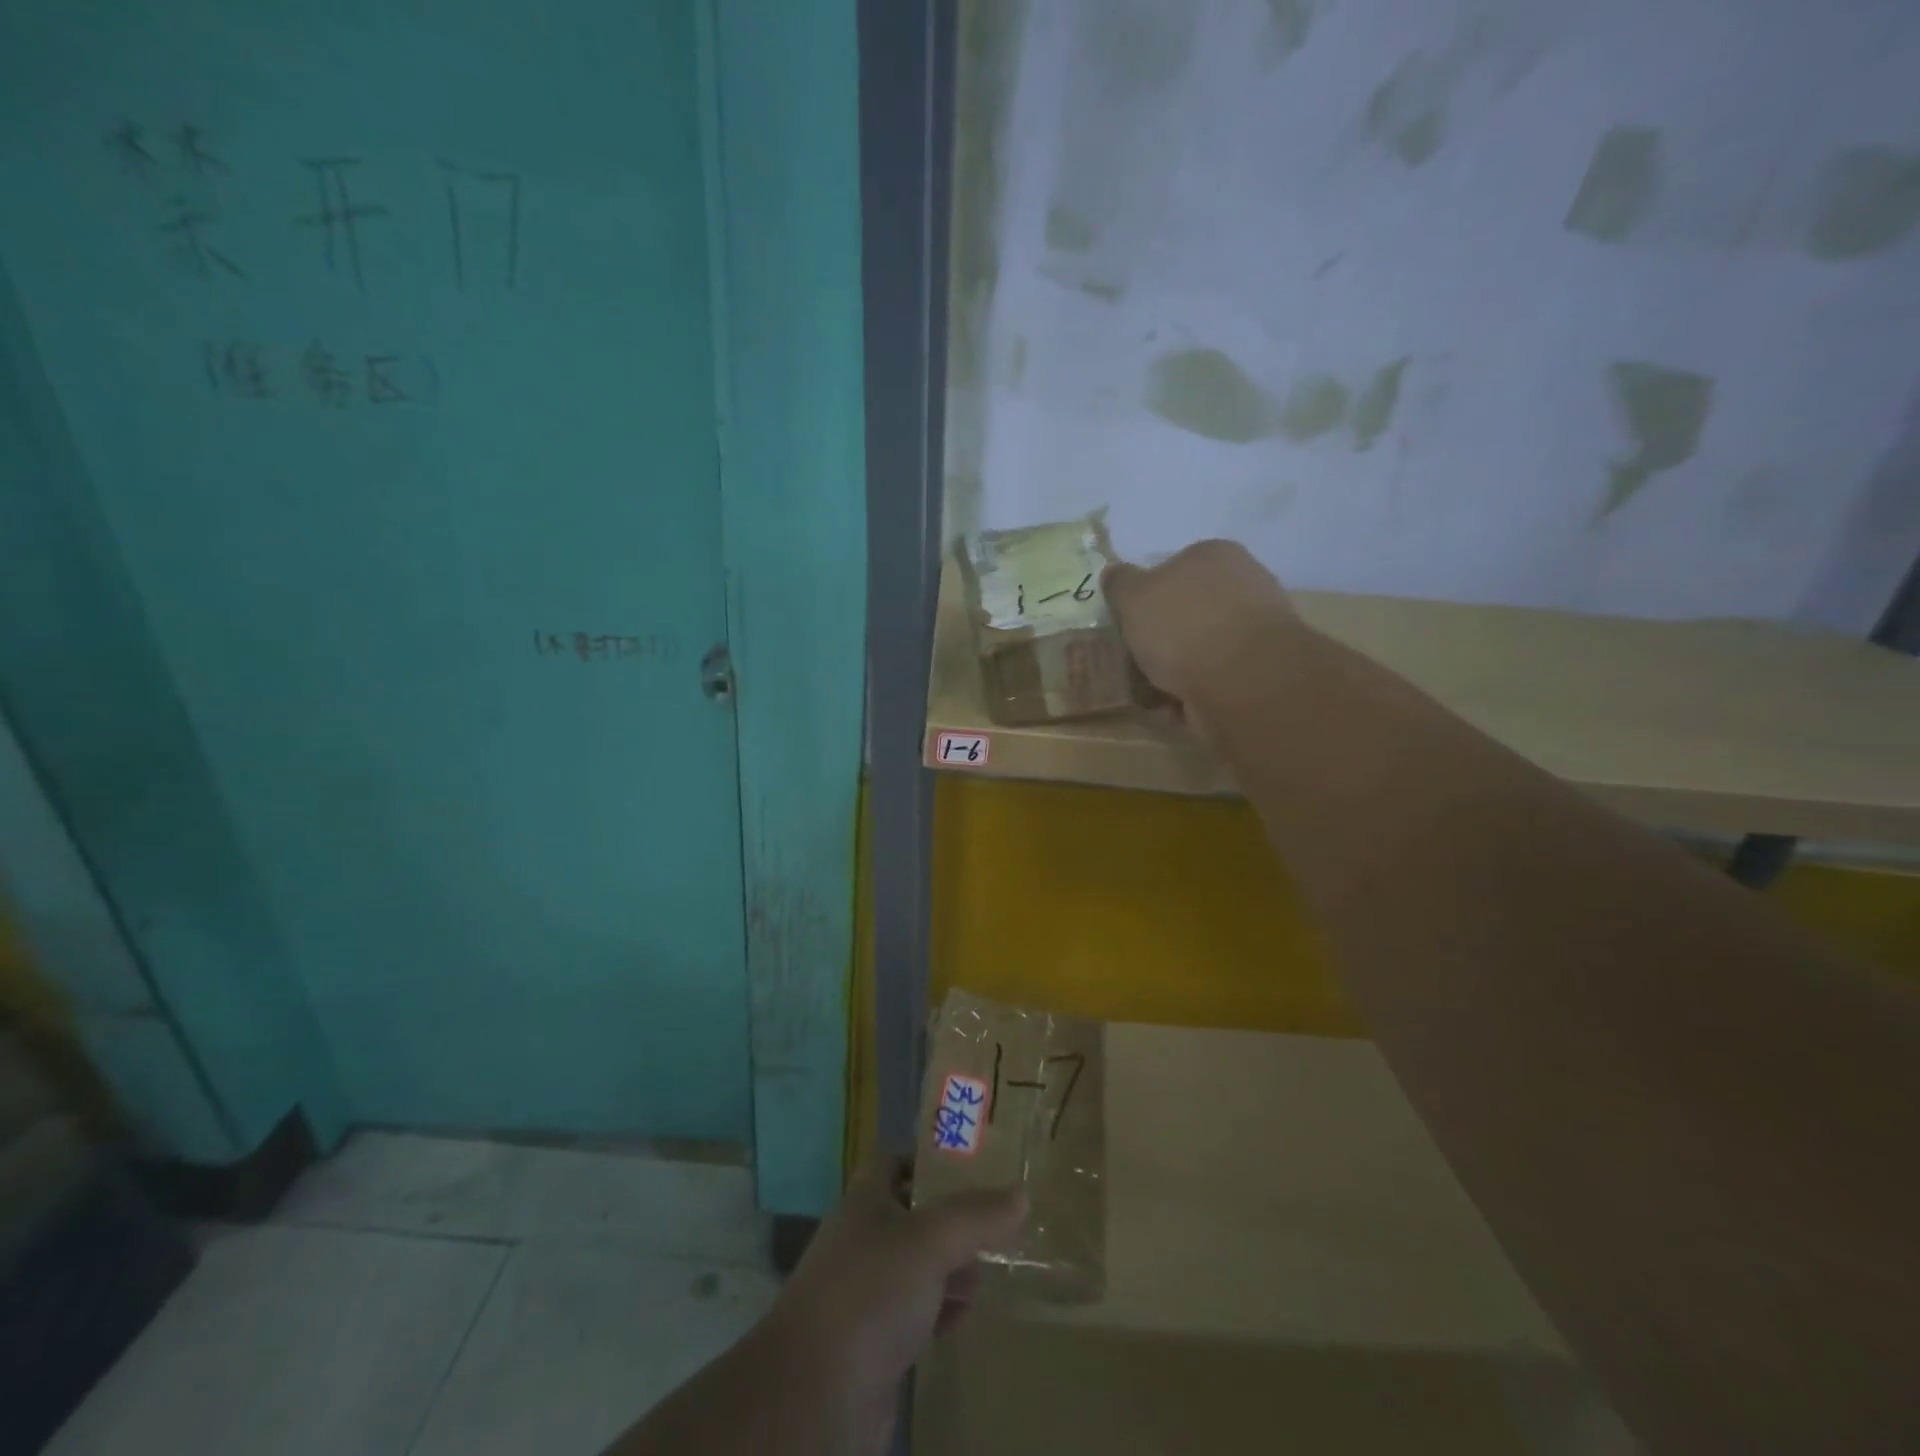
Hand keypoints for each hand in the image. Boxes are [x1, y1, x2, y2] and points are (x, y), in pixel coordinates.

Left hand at [766, 1158, 1027, 1454]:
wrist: (813, 1395)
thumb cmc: (869, 1293)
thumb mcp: (929, 1241)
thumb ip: (975, 1216)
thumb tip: (1021, 1194)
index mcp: (866, 1200)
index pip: (898, 1162)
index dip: (931, 1160)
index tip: (976, 1165)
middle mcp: (864, 1238)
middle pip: (914, 1214)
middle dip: (954, 1218)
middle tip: (1000, 1221)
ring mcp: (867, 1292)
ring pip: (918, 1267)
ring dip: (952, 1266)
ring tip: (995, 1266)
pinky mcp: (875, 1342)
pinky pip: (916, 1313)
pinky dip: (942, 1310)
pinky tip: (968, 1314)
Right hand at [1102, 540, 1303, 729]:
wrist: (1242, 681)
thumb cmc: (1182, 627)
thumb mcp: (1133, 596)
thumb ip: (1120, 583)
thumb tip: (1114, 573)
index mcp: (1213, 555)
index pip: (1171, 570)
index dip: (1145, 599)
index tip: (1128, 626)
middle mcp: (1242, 584)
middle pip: (1186, 612)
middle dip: (1160, 640)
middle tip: (1135, 661)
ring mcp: (1256, 629)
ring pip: (1199, 649)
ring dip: (1174, 671)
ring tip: (1151, 692)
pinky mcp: (1261, 670)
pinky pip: (1214, 678)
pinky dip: (1194, 692)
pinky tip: (1177, 706)